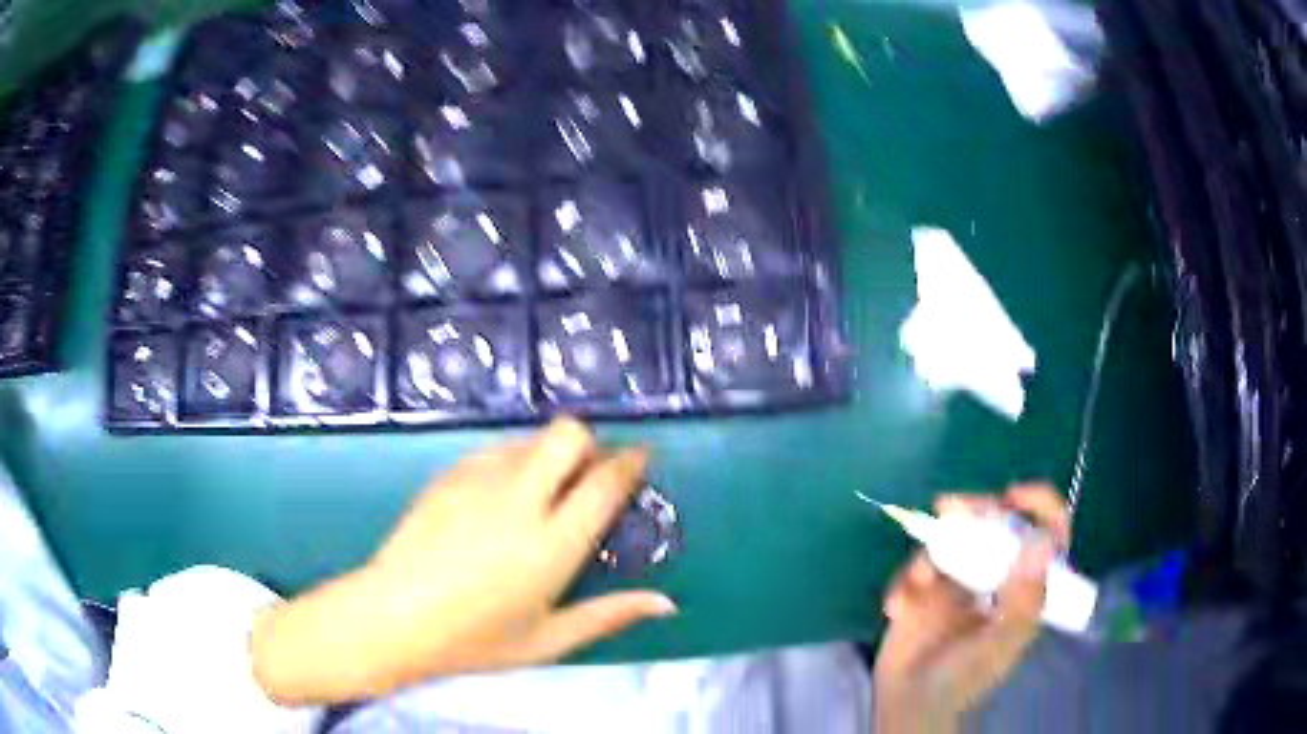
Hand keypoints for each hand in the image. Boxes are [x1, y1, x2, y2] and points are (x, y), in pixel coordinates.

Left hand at [251, 418, 675, 704]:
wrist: (393, 617)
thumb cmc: (474, 640)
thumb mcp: (547, 640)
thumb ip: (608, 616)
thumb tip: (665, 603)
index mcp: (552, 545)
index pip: (605, 483)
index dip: (631, 462)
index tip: (642, 457)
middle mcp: (519, 500)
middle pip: (568, 434)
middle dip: (589, 443)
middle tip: (588, 473)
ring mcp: (478, 480)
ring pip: (530, 437)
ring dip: (549, 453)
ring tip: (543, 489)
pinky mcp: (448, 474)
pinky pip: (494, 449)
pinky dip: (512, 461)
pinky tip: (500, 497)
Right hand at [873, 483, 1068, 733]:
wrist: (907, 706)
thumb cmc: (963, 680)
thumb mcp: (1000, 645)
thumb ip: (1024, 600)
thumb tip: (1043, 541)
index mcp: (1025, 587)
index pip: (1047, 534)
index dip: (1039, 506)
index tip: (1013, 495)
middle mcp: (997, 577)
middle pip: (997, 524)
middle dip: (975, 511)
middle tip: (950, 506)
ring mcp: (960, 582)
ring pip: (953, 539)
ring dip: (932, 549)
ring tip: (919, 581)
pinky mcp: (924, 591)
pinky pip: (915, 567)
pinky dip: (904, 582)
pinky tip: (897, 608)